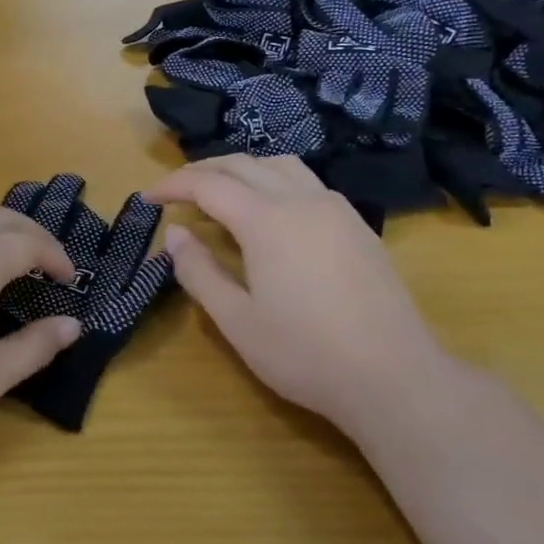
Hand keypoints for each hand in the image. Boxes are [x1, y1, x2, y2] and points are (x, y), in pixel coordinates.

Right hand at [145, 156, 448, 431]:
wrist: (396, 378)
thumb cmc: (305, 354)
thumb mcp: (236, 320)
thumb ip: (199, 271)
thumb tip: (174, 235)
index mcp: (267, 220)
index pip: (208, 184)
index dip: (173, 186)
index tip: (148, 197)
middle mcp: (301, 201)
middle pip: (242, 164)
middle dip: (202, 170)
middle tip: (174, 191)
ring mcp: (335, 209)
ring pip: (279, 164)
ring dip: (240, 169)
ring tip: (218, 191)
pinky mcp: (357, 225)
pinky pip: (306, 182)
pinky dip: (273, 180)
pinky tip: (268, 210)